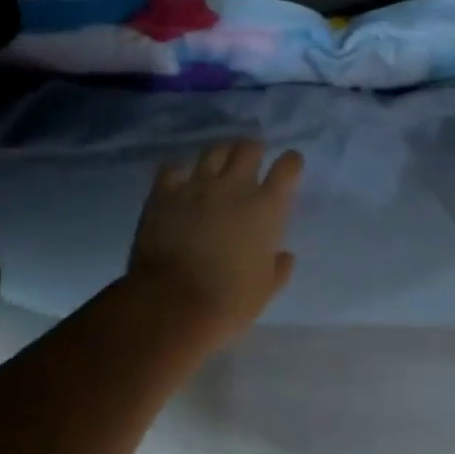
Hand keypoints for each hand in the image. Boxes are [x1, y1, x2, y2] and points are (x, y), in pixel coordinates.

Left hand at [126, 138, 304, 342]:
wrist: (172, 305)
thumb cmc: (228, 302)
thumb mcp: (265, 290)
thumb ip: (279, 268)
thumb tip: (285, 256)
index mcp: (266, 207)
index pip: (287, 167)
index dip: (290, 162)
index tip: (289, 167)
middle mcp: (234, 187)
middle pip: (248, 148)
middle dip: (253, 150)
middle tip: (251, 161)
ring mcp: (196, 186)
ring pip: (213, 151)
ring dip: (220, 155)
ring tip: (218, 165)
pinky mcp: (164, 194)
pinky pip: (172, 168)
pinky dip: (178, 172)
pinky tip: (179, 182)